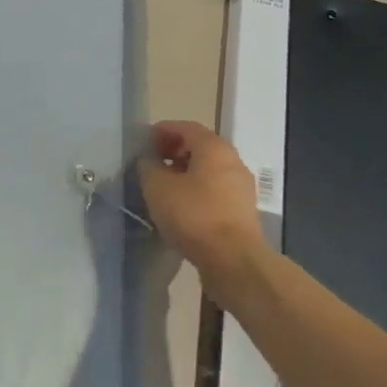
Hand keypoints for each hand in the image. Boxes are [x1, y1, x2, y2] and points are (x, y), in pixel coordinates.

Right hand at [138, 121, 266, 273]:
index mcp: (214, 147)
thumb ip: (148, 167)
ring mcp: (241, 187)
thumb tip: (148, 161)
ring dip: (185, 173)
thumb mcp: (158, 187)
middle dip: (174, 152)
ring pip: (208, 171)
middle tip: (152, 163)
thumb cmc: (193, 215)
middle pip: (200, 147)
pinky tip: (181, 208)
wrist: (233, 260)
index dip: (162, 131)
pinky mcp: (243, 212)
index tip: (144, 142)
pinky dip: (197, 191)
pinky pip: (215, 191)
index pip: (186, 127)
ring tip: (163, 187)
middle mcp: (233, 161)